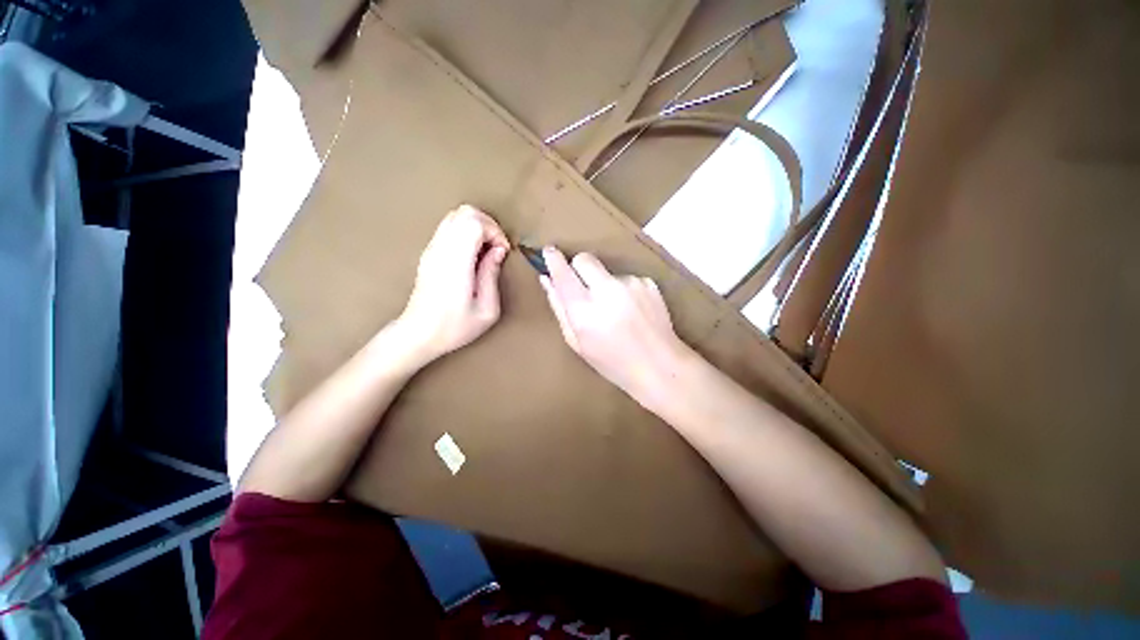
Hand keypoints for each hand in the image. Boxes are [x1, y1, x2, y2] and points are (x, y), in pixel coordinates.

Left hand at [395, 205, 509, 364]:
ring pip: (455, 215)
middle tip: (497, 248)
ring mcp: (431, 249)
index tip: (503, 251)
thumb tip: (498, 251)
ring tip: (487, 251)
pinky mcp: (429, 252)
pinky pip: (449, 227)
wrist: (418, 333)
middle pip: (464, 212)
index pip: (473, 222)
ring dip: (477, 227)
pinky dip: (467, 233)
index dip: (494, 231)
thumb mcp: (487, 309)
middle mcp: (441, 250)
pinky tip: (473, 255)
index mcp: (456, 263)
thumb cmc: (455, 327)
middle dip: (489, 225)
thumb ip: (492, 275)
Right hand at [539, 247, 691, 402]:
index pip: (563, 274)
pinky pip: (626, 278)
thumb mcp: (578, 342)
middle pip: (584, 259)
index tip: (550, 251)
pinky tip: (632, 311)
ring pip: (607, 271)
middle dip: (578, 267)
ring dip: (605, 285)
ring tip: (616, 311)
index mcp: (584, 310)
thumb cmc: (612, 362)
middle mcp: (607, 291)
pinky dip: (624, 291)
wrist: (660, 366)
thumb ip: (559, 308)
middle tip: (584, 287)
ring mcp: (631, 284)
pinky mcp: (648, 283)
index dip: (554, 260)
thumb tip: (547, 279)